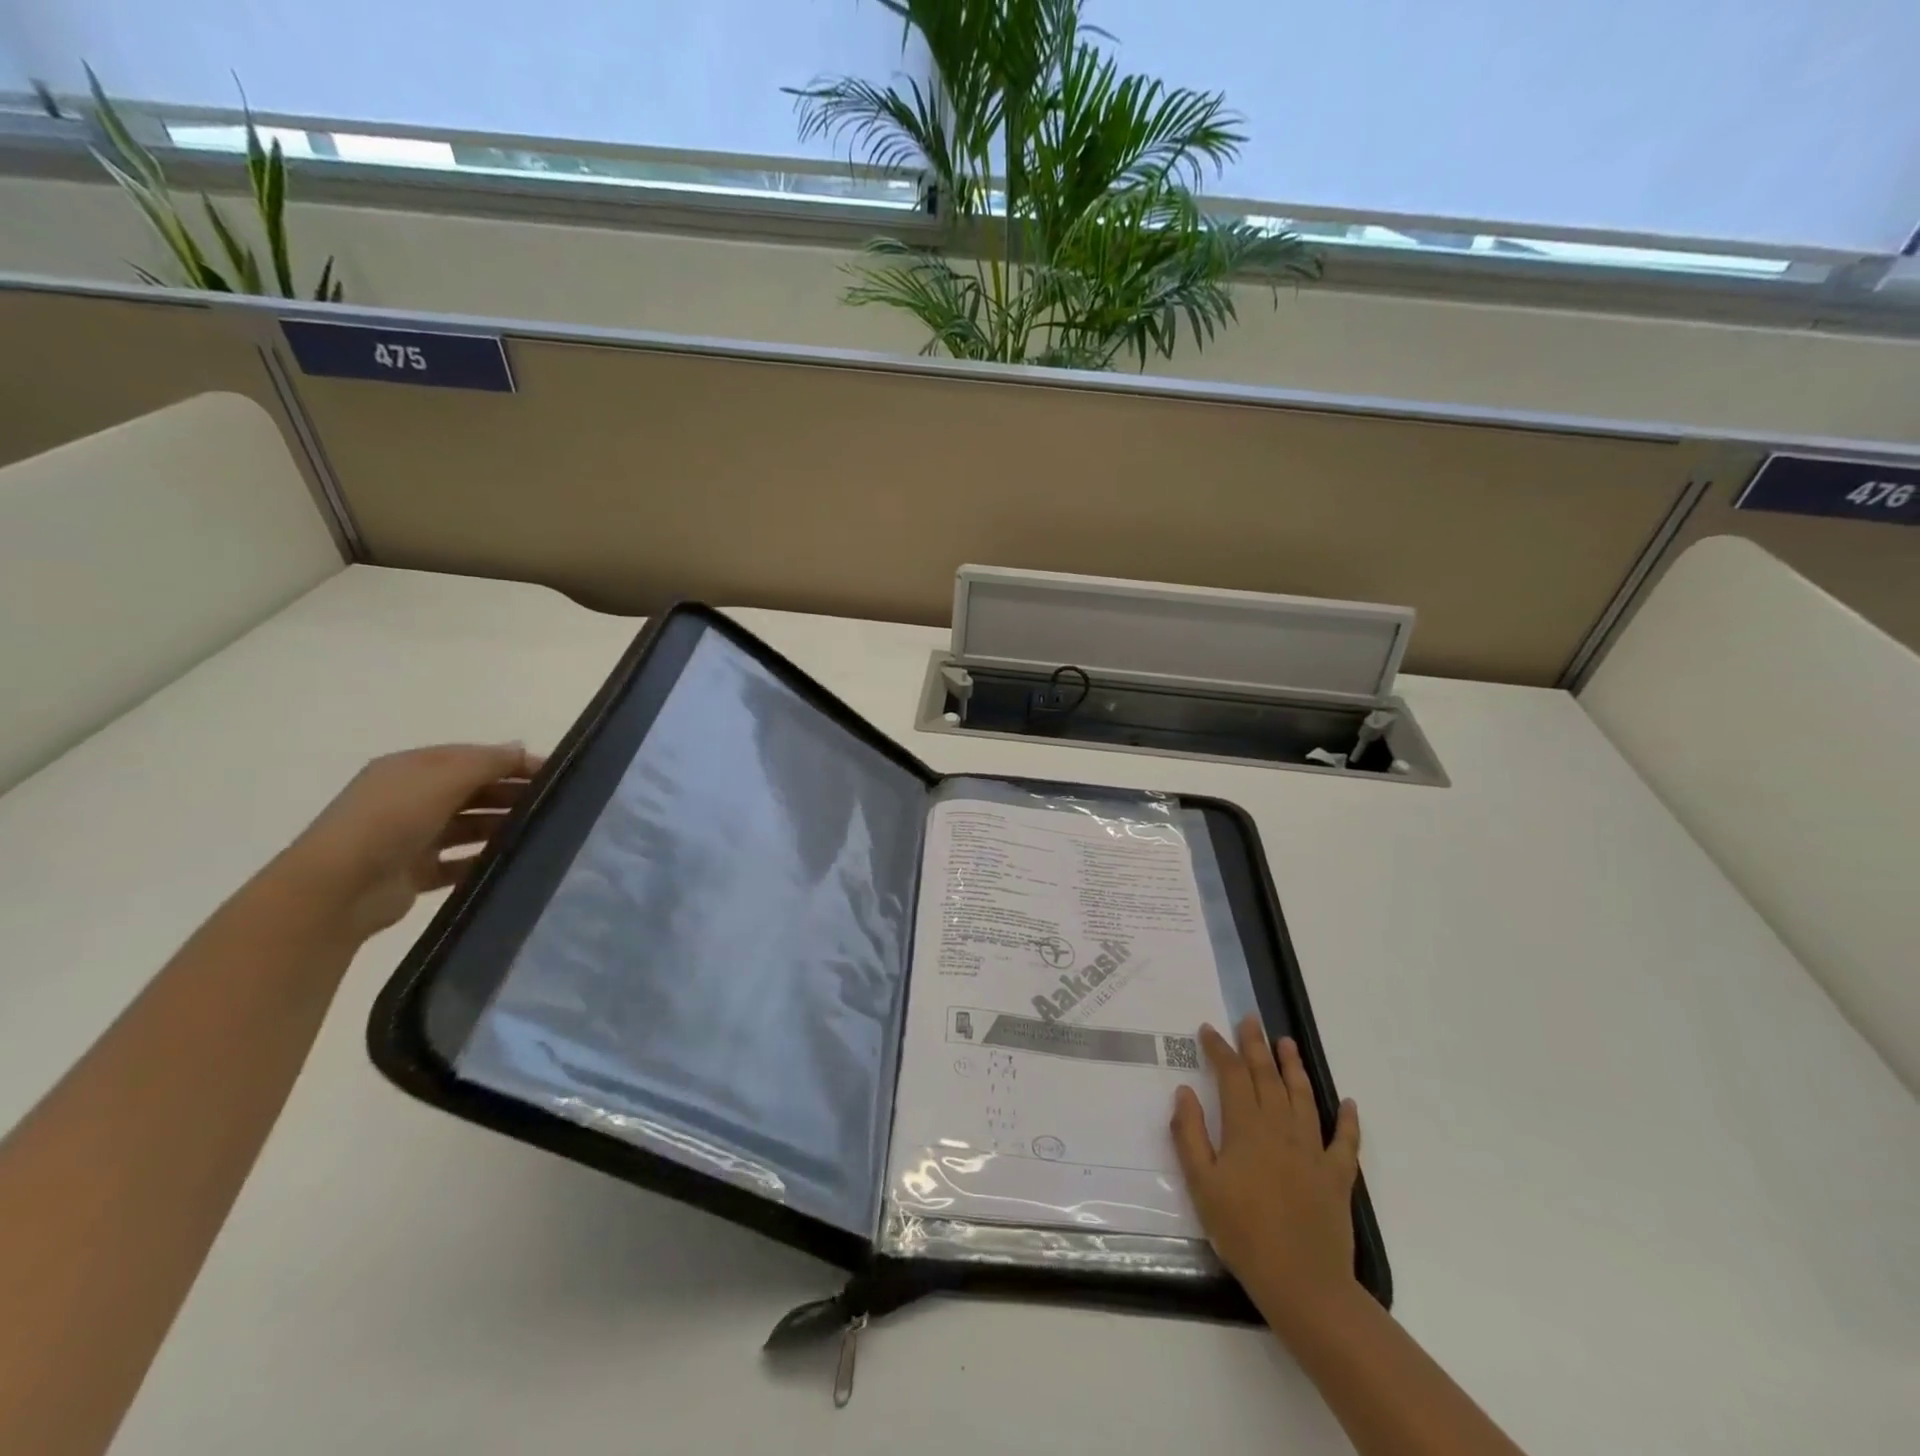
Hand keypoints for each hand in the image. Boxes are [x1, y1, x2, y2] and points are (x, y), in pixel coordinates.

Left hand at [277, 743, 542, 943]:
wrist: (338, 888)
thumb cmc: (391, 819)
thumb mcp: (443, 778)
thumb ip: (487, 762)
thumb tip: (520, 748)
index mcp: (411, 769)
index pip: (472, 758)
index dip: (512, 761)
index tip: (555, 774)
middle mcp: (410, 798)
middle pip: (473, 790)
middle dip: (511, 793)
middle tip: (556, 804)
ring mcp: (411, 837)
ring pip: (469, 826)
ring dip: (501, 826)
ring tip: (541, 832)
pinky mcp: (415, 873)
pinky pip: (459, 863)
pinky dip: (483, 860)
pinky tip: (511, 862)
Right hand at [1172, 1017, 1361, 1328]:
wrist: (1302, 1283)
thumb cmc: (1242, 1232)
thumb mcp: (1201, 1185)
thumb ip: (1189, 1134)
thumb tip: (1184, 1092)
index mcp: (1246, 1128)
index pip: (1231, 1075)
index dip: (1220, 1049)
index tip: (1208, 1030)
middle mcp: (1280, 1128)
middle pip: (1267, 1077)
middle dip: (1256, 1046)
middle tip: (1250, 1020)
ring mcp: (1312, 1150)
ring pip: (1303, 1097)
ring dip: (1294, 1067)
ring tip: (1287, 1043)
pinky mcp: (1337, 1176)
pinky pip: (1345, 1141)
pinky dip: (1348, 1120)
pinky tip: (1348, 1104)